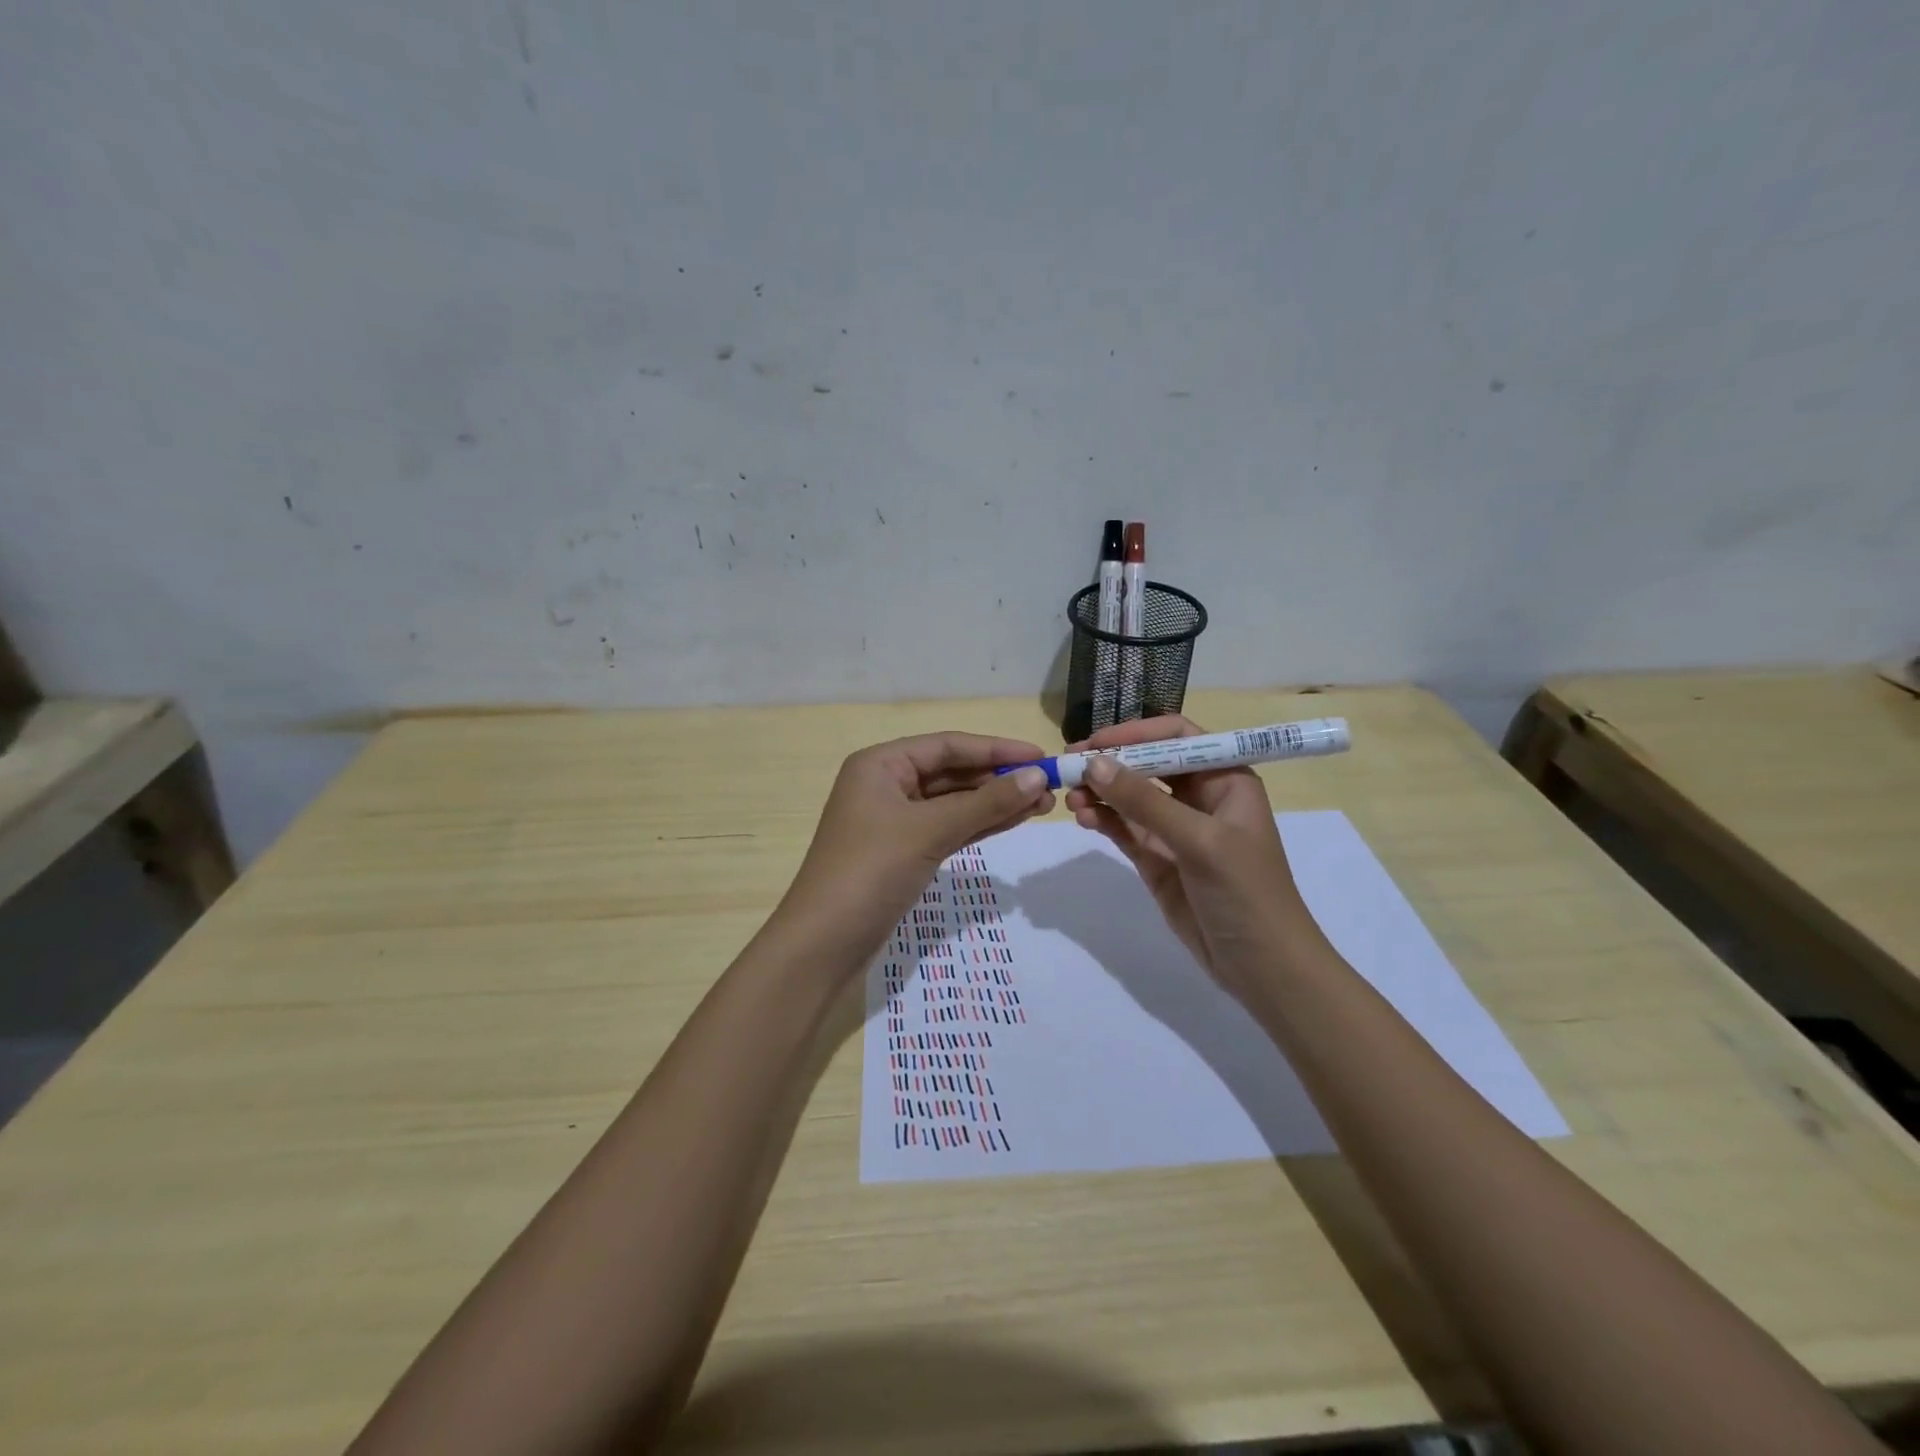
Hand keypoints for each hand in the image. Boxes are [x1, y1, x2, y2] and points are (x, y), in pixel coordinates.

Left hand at [781, 732, 1054, 964]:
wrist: (824, 943)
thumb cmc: (870, 871)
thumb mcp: (929, 830)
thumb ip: (985, 803)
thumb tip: (1037, 778)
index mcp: (881, 764)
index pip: (948, 745)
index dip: (996, 749)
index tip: (1040, 756)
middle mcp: (886, 784)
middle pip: (952, 772)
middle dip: (999, 777)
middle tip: (1049, 786)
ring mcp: (895, 820)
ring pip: (954, 802)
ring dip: (995, 802)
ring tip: (1043, 804)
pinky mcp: (904, 851)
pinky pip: (949, 827)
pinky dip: (980, 824)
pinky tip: (1015, 820)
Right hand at [1064, 715, 1314, 998]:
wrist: (1263, 968)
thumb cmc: (1247, 893)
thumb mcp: (1200, 841)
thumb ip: (1146, 803)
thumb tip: (1094, 764)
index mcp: (1226, 779)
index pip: (1177, 737)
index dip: (1136, 734)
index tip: (1096, 742)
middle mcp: (1200, 797)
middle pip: (1148, 764)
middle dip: (1110, 763)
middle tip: (1069, 766)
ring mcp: (1177, 829)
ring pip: (1131, 797)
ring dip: (1101, 793)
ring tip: (1070, 797)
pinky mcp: (1158, 859)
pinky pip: (1125, 829)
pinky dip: (1103, 820)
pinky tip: (1082, 817)